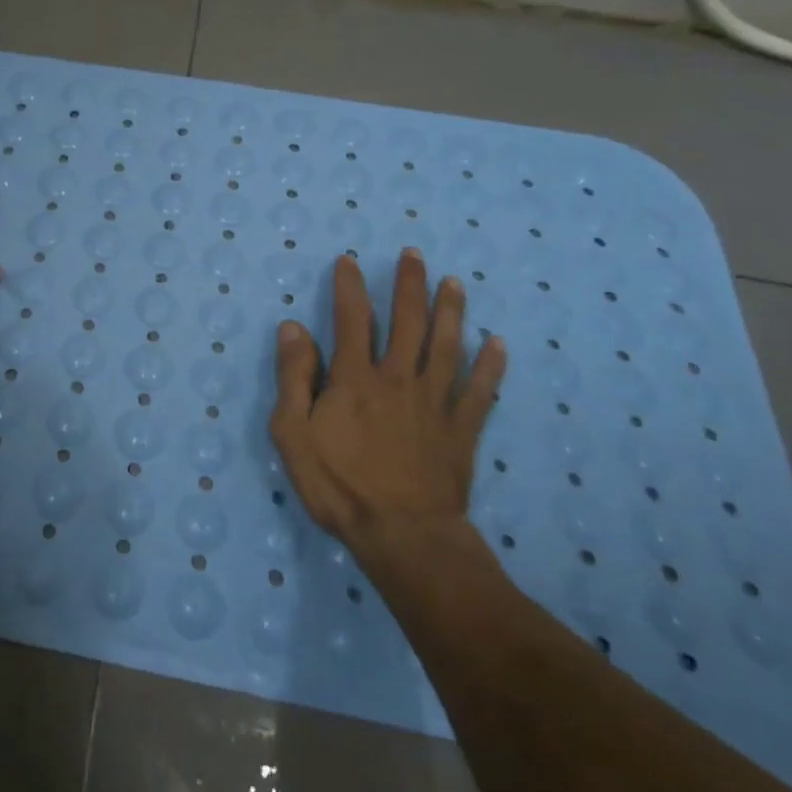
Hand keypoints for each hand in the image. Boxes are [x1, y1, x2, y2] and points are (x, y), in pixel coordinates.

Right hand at [269, 250, 506, 555]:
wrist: (403, 536)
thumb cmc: (339, 486)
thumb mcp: (293, 434)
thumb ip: (293, 377)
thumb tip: (293, 327)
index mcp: (356, 378)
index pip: (352, 319)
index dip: (350, 287)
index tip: (350, 260)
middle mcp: (398, 378)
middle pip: (407, 322)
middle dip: (409, 285)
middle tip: (414, 255)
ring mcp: (435, 403)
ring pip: (446, 346)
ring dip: (451, 311)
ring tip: (455, 283)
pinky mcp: (461, 430)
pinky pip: (480, 391)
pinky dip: (491, 366)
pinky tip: (498, 344)